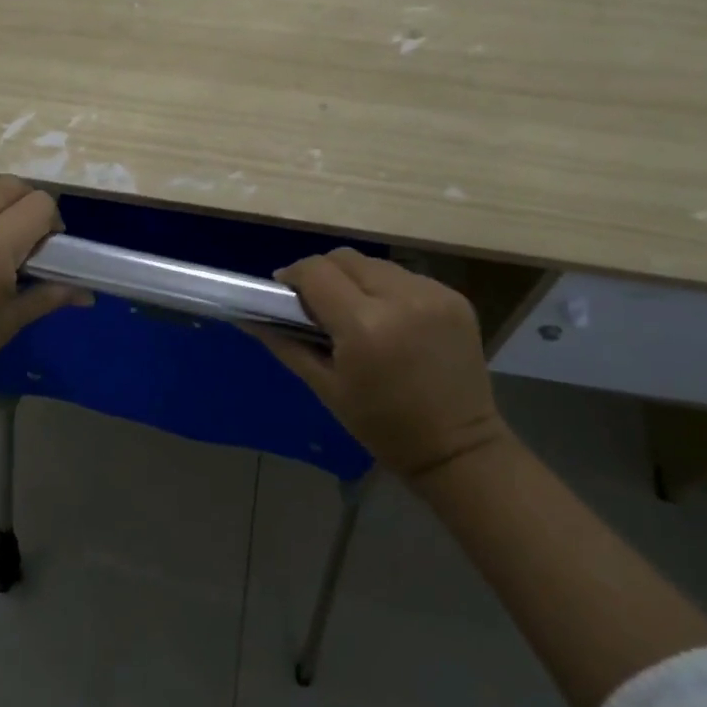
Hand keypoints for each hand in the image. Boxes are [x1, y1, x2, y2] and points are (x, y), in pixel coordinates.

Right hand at [253, 248, 506, 482]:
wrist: (459, 448)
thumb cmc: (382, 426)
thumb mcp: (326, 388)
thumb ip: (286, 344)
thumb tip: (247, 317)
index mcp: (364, 326)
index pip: (316, 271)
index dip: (294, 276)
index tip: (284, 292)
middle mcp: (401, 299)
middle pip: (345, 258)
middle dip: (323, 274)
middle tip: (318, 303)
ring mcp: (433, 294)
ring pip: (375, 264)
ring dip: (356, 279)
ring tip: (355, 311)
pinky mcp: (455, 297)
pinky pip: (406, 277)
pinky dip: (388, 289)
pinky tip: (389, 318)